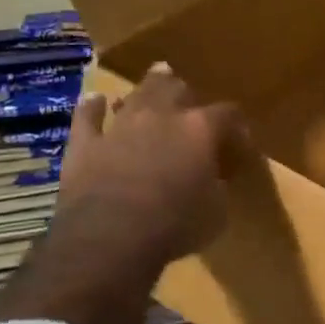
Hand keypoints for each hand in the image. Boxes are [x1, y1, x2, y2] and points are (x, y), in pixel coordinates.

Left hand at [0, 65, 245, 323]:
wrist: (110, 238)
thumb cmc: (175, 226)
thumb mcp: (216, 212)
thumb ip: (218, 186)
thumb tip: (216, 178)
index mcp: (200, 130)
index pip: (228, 113)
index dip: (236, 125)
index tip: (239, 141)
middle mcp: (161, 117)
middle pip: (176, 89)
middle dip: (185, 93)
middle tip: (189, 100)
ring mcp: (120, 126)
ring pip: (135, 95)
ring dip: (144, 90)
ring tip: (151, 85)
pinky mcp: (85, 144)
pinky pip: (86, 117)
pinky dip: (91, 108)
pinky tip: (94, 100)